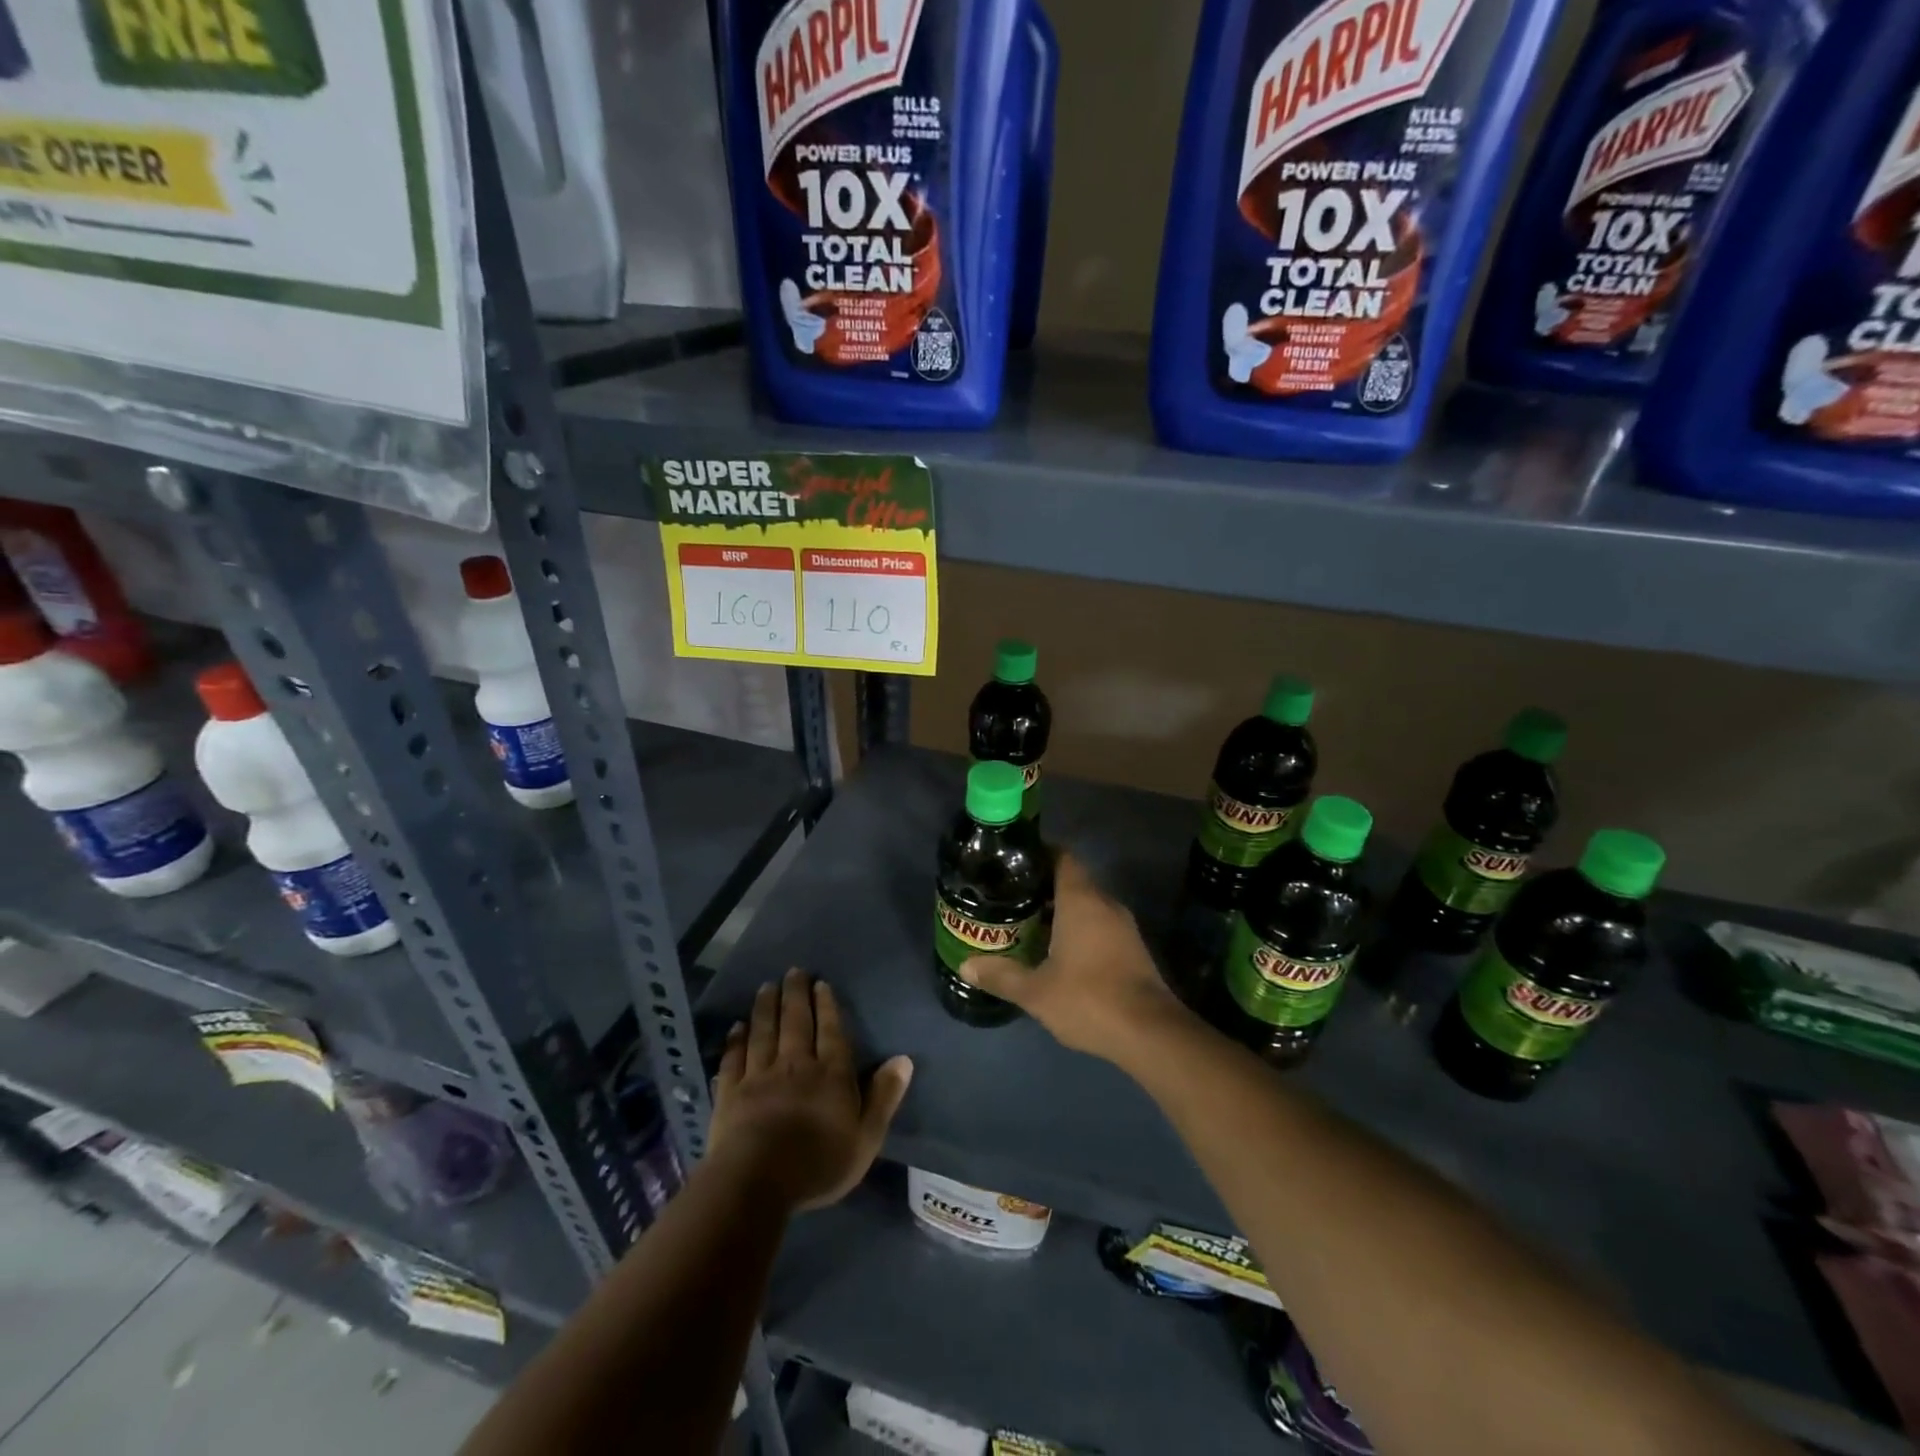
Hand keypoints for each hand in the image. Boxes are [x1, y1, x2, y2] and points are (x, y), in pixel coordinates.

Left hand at [710, 968, 912, 1212]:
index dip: (826, 1005)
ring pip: (763, 1032)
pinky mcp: (731, 1093)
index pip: (830, 1031)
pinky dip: (735, 1040)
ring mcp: (759, 1076)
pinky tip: (736, 1027)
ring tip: (766, 986)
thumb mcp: (866, 1138)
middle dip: (795, 994)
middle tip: (792, 971)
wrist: (756, 1182)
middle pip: (795, 1022)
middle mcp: (795, 1064)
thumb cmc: (818, 1164)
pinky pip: (734, 1058)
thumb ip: (884, 1096)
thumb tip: (904, 1059)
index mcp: (830, 1073)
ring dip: (765, 1007)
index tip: (820, 983)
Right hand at [959, 852, 1190, 1064]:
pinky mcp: (1133, 949)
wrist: (1150, 1033)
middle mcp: (1105, 903)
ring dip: (1061, 912)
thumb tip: (966, 966)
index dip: (1038, 856)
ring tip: (1028, 925)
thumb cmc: (1088, 999)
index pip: (1062, 857)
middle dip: (1043, 888)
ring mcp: (1124, 926)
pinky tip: (1057, 952)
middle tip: (1010, 900)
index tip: (1012, 866)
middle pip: (1072, 881)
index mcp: (1081, 900)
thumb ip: (1001, 976)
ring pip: (1088, 906)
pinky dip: (1079, 930)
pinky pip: (1100, 926)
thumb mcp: (1036, 991)